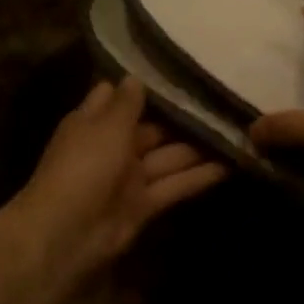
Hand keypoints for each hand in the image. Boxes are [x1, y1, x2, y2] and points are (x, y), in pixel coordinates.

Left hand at [12, 77, 226, 276]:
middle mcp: (112, 146)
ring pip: (169, 156)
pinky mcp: (145, 204)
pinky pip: (175, 184)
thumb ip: (126, 103)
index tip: (177, 68)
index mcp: (93, 122)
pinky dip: (201, 176)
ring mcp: (129, 177)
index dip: (143, 85)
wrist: (67, 235)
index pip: (117, 96)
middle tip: (223, 98)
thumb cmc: (83, 167)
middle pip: (151, 127)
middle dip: (182, 116)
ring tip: (237, 128)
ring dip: (199, 146)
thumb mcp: (105, 127)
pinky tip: (232, 163)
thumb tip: (136, 76)